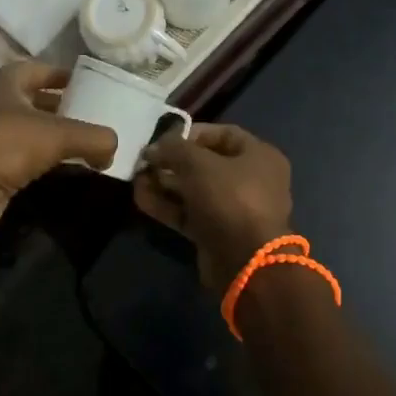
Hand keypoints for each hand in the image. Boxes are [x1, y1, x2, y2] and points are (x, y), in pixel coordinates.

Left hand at [0, 62, 116, 237]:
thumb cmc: (5, 145)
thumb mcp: (58, 135)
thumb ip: (94, 137)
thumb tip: (114, 147)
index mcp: (3, 81)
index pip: (40, 70)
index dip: (66, 76)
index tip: (92, 84)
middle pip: (35, 99)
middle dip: (64, 107)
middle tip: (94, 116)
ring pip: (29, 129)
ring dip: (55, 136)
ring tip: (87, 143)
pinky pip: (22, 155)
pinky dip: (44, 158)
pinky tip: (66, 167)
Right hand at [132, 124, 294, 293]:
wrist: (245, 262)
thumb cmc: (229, 198)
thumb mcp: (199, 163)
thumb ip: (175, 148)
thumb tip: (155, 147)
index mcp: (259, 156)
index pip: (224, 134)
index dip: (192, 133)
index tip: (163, 137)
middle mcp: (251, 180)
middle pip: (206, 163)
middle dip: (173, 161)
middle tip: (145, 161)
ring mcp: (234, 209)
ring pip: (194, 190)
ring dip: (165, 184)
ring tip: (136, 178)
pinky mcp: (217, 233)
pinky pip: (189, 213)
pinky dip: (167, 206)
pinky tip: (140, 198)